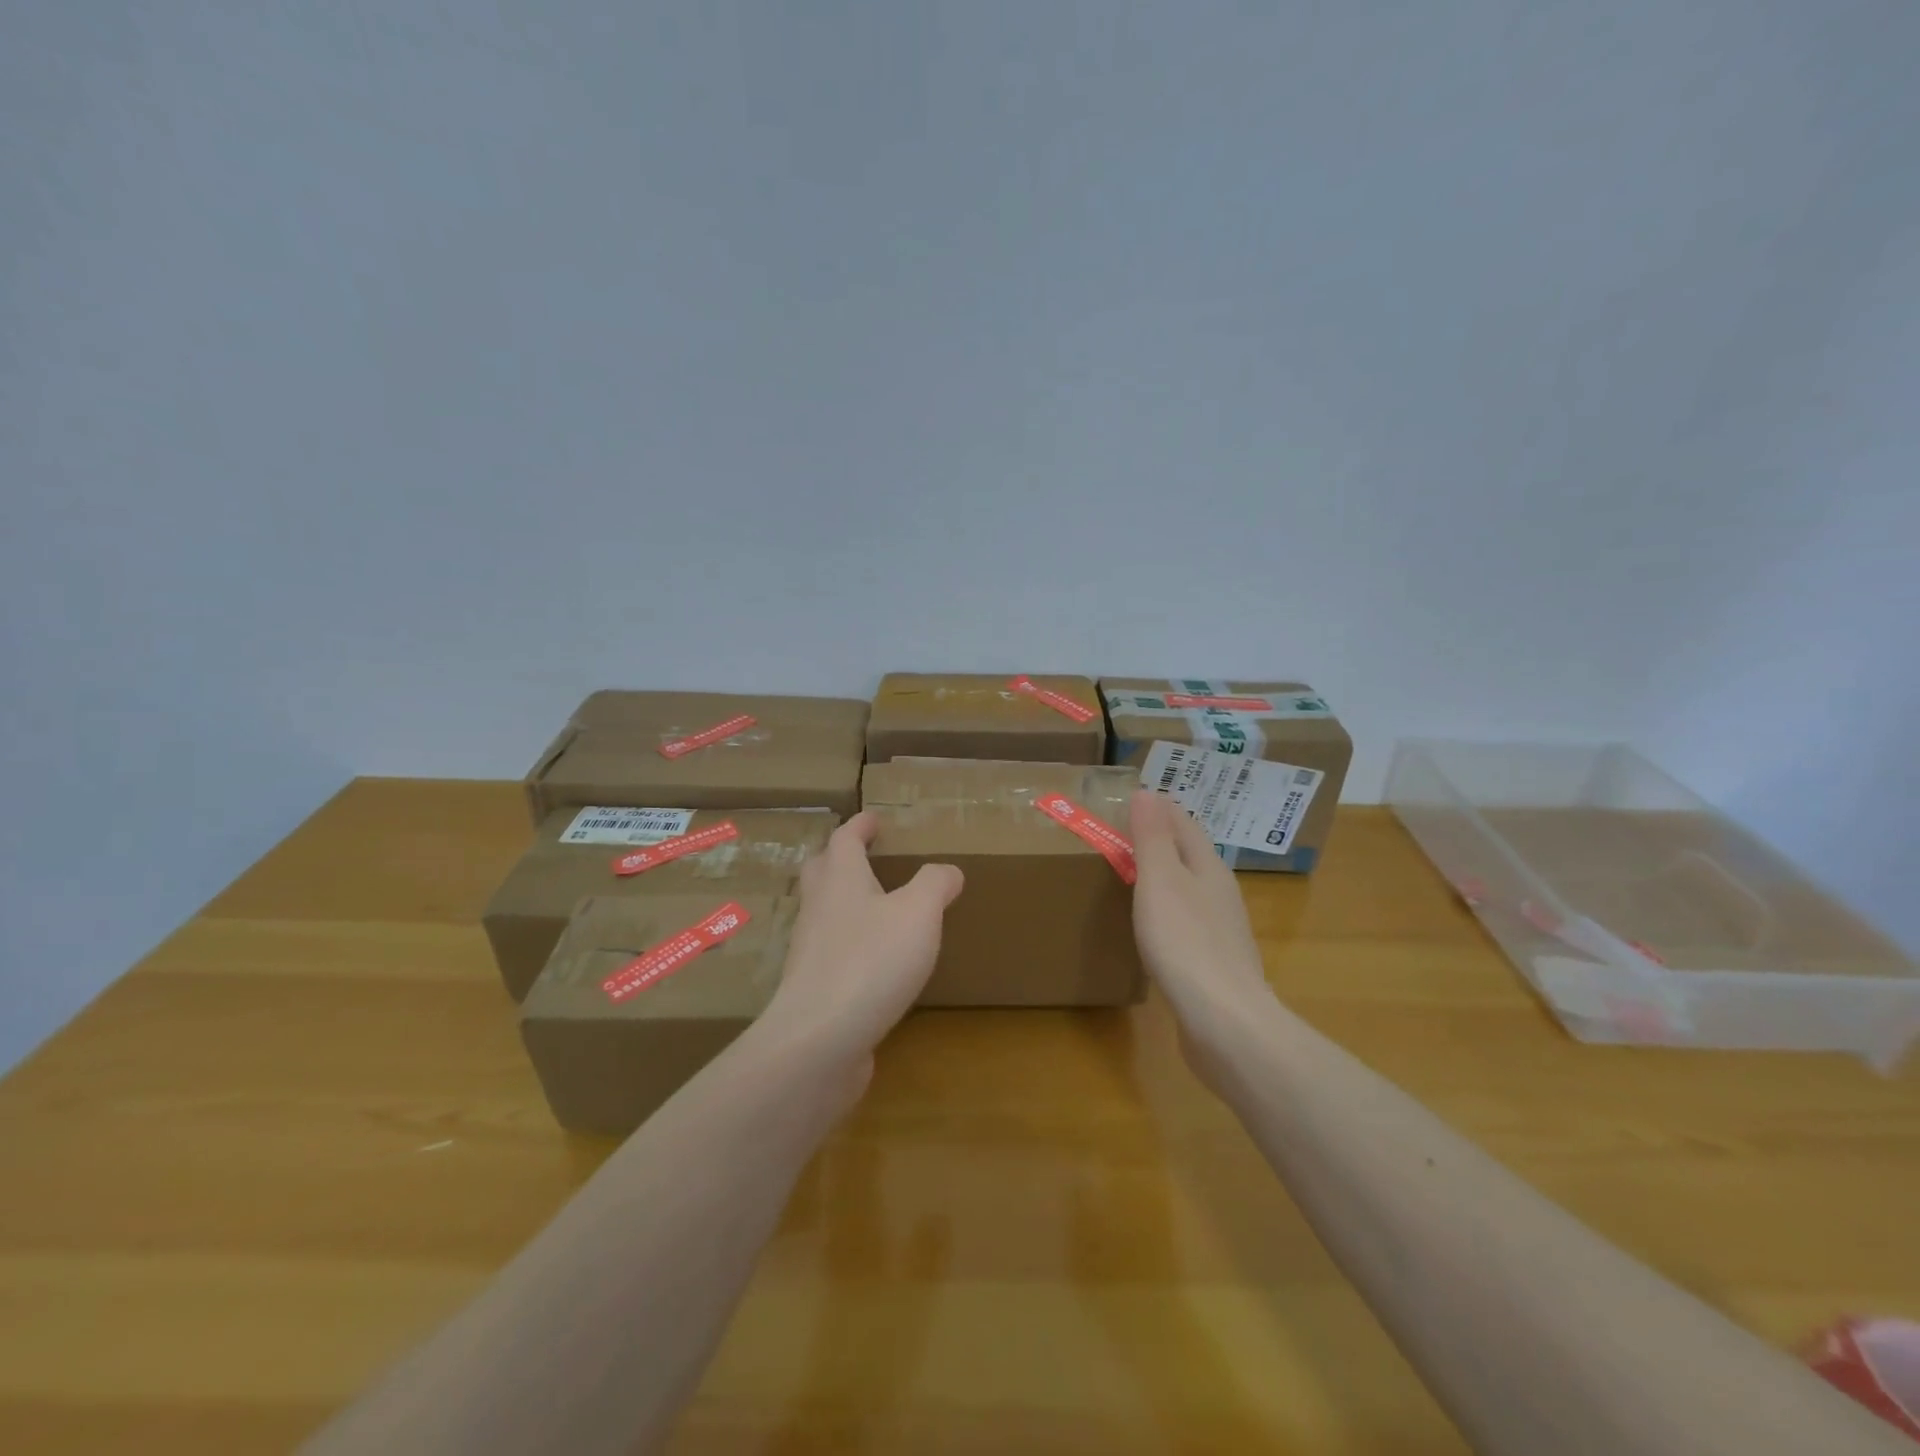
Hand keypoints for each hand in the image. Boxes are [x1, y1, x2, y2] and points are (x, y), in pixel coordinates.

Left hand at [765, 813, 962, 1076]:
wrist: (818, 1040)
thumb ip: (935, 885)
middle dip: (840, 857)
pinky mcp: (814, 988)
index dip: (861, 825)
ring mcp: (811, 950)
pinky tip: (873, 960)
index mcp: (841, 879)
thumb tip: (947, 871)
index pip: (846, 838)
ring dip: (843, 901)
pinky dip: (850, 944)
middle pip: (822, 870)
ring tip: (876, 907)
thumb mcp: (918, 913)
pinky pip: (831, 952)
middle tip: (864, 855)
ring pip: (823, 912)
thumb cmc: (871, 961)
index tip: (874, 818)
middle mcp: (819, 908)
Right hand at [1129, 790, 1274, 1072]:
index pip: (1185, 824)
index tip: (1133, 798)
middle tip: (1126, 831)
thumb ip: (1153, 837)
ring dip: (1166, 876)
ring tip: (1135, 873)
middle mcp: (1220, 894)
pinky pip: (1188, 923)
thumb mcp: (1160, 881)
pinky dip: (1168, 912)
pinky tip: (1154, 927)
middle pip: (1191, 855)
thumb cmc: (1185, 942)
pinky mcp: (1214, 965)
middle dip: (1163, 839)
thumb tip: (1148, 792)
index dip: (1160, 809)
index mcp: (1208, 868)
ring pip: (1191, 890)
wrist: (1224, 1022)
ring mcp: (1221, 931)